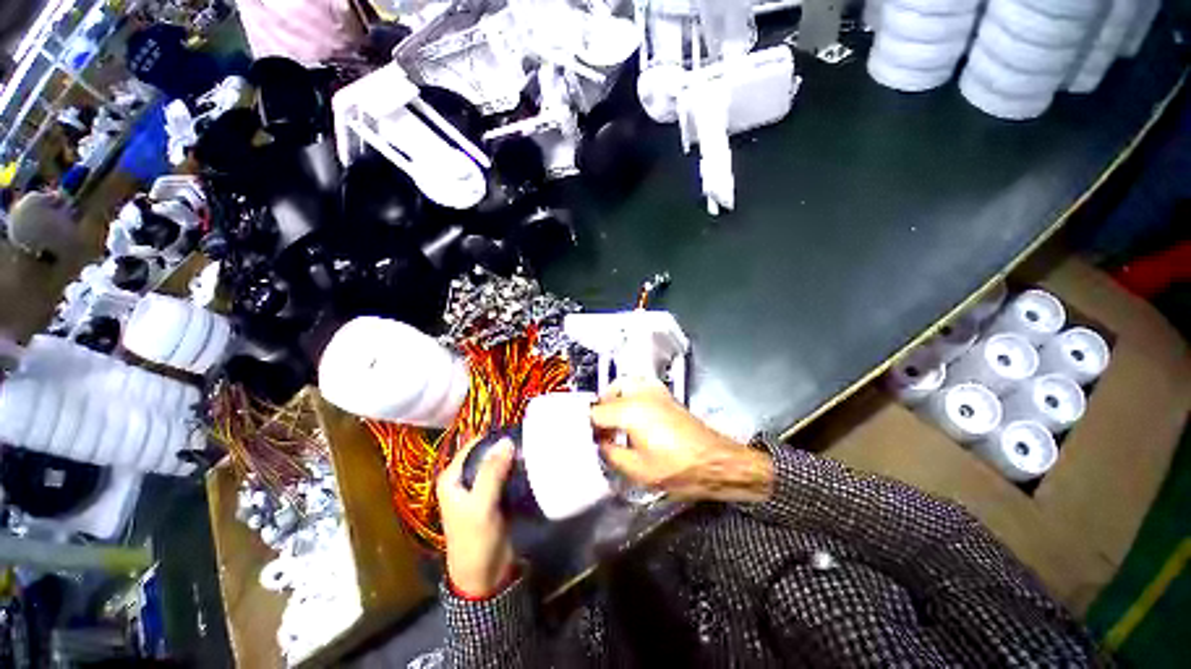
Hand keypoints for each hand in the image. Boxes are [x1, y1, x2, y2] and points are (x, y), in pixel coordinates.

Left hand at [437, 438, 517, 597]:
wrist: (483, 576)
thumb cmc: (475, 539)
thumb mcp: (482, 505)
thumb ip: (492, 472)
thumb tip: (506, 440)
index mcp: (452, 477)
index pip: (473, 446)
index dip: (493, 437)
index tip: (517, 430)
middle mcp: (463, 479)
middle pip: (485, 453)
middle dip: (505, 447)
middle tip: (528, 440)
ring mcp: (478, 489)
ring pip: (497, 464)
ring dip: (511, 458)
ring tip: (532, 450)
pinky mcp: (492, 498)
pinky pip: (504, 476)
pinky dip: (515, 471)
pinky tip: (530, 467)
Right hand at [591, 379, 773, 502]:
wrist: (715, 460)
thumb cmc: (678, 468)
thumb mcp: (637, 470)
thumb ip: (611, 454)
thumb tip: (601, 443)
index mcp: (629, 411)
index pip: (596, 412)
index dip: (588, 426)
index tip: (587, 440)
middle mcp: (639, 394)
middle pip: (607, 395)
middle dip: (600, 412)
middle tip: (600, 433)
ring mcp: (654, 391)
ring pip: (622, 387)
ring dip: (613, 402)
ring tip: (614, 426)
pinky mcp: (664, 395)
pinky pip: (637, 389)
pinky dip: (628, 399)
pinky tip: (633, 420)